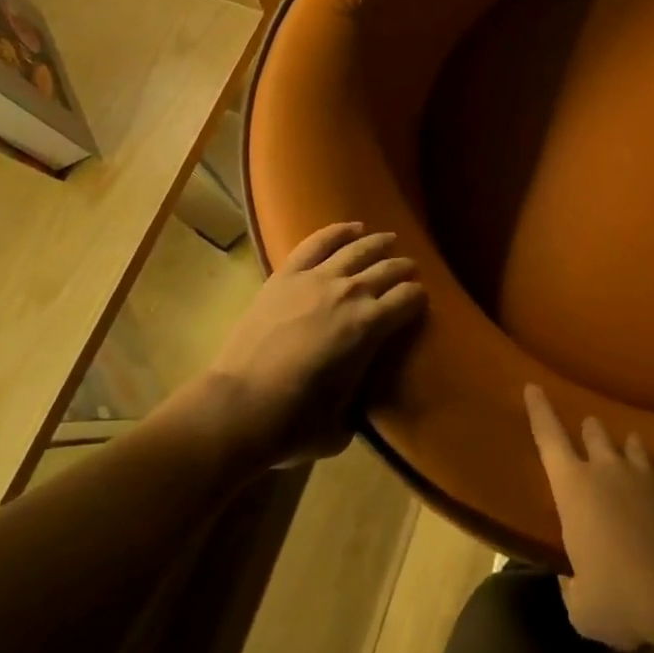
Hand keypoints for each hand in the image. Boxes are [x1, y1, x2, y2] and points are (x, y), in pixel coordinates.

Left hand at [204, 223, 424, 466]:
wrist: (234, 409)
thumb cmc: (291, 424)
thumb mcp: (341, 424)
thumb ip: (357, 401)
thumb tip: (358, 396)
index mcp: (371, 326)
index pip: (409, 298)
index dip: (418, 298)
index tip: (418, 301)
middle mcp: (350, 293)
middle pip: (389, 269)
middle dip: (404, 269)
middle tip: (409, 271)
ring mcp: (316, 279)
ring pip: (358, 249)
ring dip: (379, 243)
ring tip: (389, 240)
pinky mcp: (286, 276)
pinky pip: (318, 242)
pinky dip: (338, 231)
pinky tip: (352, 228)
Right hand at [525, 383, 653, 651]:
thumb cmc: (620, 597)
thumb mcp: (582, 608)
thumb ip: (572, 587)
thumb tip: (573, 579)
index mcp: (574, 488)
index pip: (548, 439)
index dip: (539, 411)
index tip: (533, 386)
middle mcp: (608, 469)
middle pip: (595, 431)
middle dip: (590, 432)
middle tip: (589, 436)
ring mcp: (645, 473)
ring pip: (634, 443)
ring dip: (629, 449)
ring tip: (630, 455)